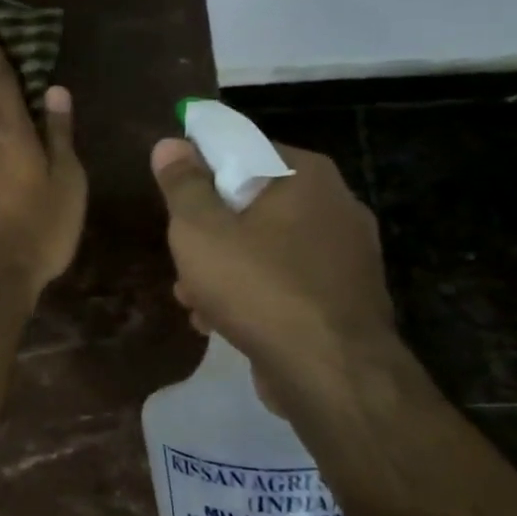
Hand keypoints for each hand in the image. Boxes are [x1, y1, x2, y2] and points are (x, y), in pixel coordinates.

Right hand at [151, 138, 396, 397]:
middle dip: (209, 232)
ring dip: (223, 269)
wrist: (330, 372)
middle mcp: (335, 205)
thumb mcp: (200, 229)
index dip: (201, 169)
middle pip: (251, 203)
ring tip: (192, 300)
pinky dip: (252, 294)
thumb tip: (170, 143)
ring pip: (265, 247)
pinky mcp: (343, 297)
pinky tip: (220, 322)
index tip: (175, 198)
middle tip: (182, 257)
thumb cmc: (258, 286)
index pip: (243, 148)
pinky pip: (285, 281)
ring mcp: (346, 255)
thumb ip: (183, 184)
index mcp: (305, 176)